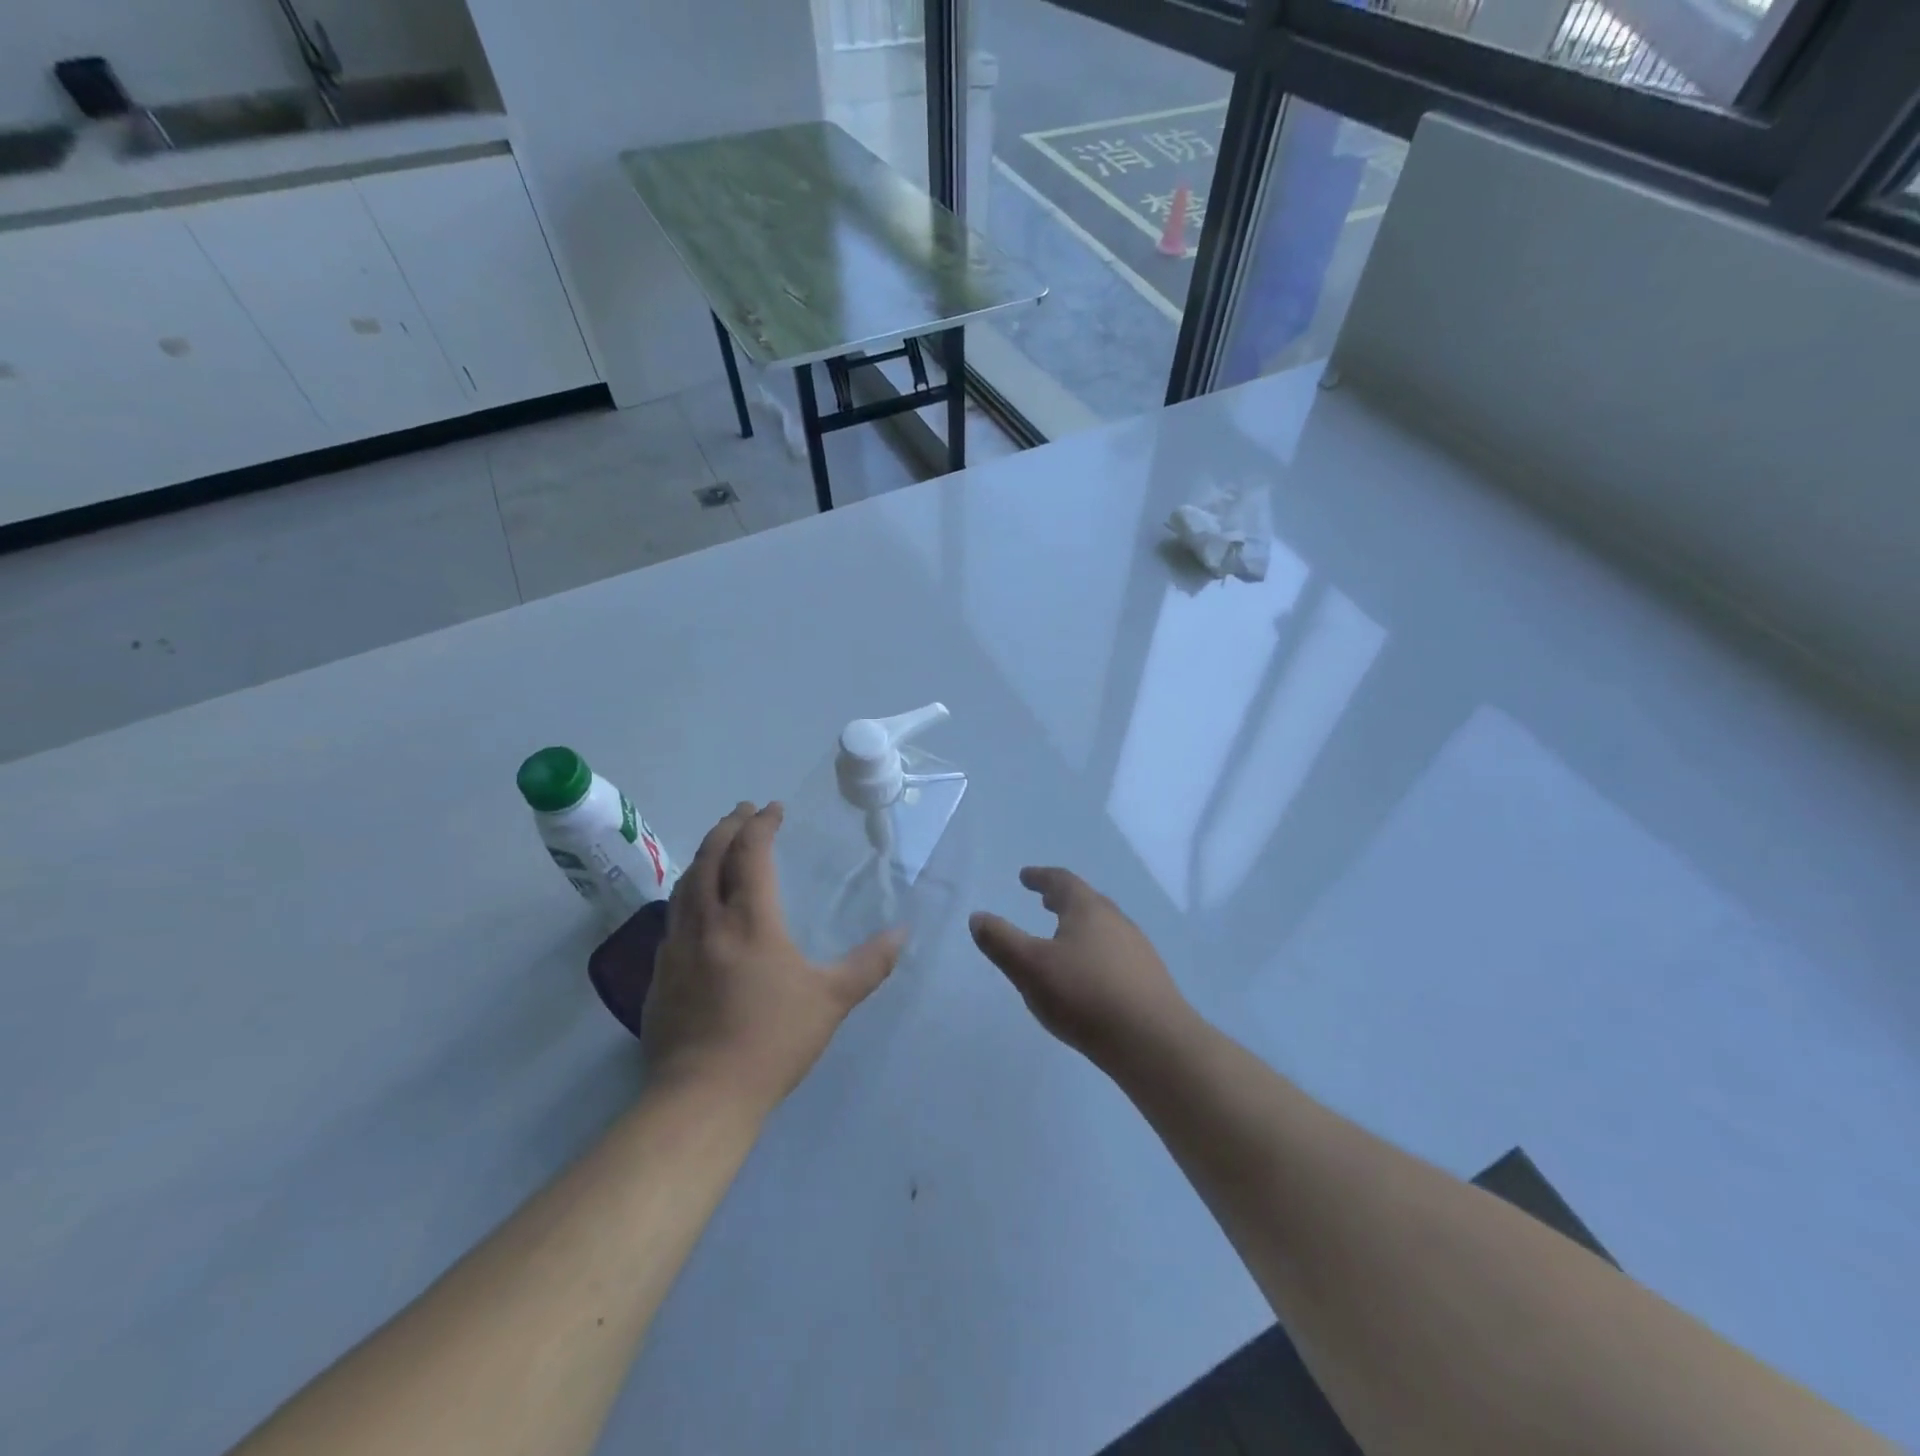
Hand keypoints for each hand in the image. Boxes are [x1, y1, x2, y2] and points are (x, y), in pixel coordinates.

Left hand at [642, 802, 902, 1116]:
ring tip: (719, 846)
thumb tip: (902, 933)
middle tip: (743, 811)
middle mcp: (707, 921)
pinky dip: (688, 892)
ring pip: (685, 883)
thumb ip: (869, 963)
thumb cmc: (772, 1040)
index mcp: (749, 920)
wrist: (703, 1096)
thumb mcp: (832, 1000)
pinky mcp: (660, 973)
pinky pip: (673, 915)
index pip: (751, 853)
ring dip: (704, 855)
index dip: (761, 824)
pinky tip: (696, 904)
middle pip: (710, 857)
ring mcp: (677, 946)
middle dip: (728, 827)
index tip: (774, 809)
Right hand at [969, 867, 1191, 1065]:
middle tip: (1045, 900)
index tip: (1025, 876)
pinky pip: (1116, 953)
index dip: (1040, 877)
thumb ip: (1001, 941)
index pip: (1062, 881)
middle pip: (1087, 901)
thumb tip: (978, 917)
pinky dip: (1096, 951)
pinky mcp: (1149, 979)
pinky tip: (1090, 975)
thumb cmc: (1085, 995)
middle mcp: (1116, 921)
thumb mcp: (1030, 968)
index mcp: (1088, 909)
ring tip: (1064, 937)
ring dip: (1081, 926)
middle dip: (1063, 899)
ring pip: (1104, 927)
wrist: (1154, 1042)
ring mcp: (1138, 950)